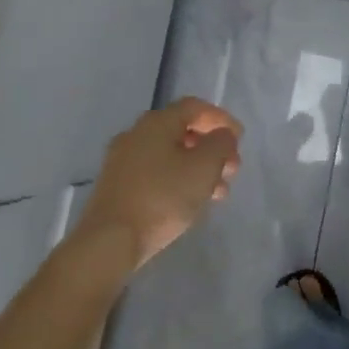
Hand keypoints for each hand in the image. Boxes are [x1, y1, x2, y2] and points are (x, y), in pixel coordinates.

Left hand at [77, 98, 242, 268]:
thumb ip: (220, 144)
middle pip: (182, 131)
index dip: (221, 119)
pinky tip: (190, 202)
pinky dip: (178, 180)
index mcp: (156, 123)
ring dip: (198, 168)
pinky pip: (156, 173)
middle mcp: (136, 134)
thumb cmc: (162, 197)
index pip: (194, 107)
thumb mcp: (203, 168)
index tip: (240, 138)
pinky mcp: (117, 186)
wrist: (109, 240)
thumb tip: (222, 135)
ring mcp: (123, 161)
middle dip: (211, 148)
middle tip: (231, 169)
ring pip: (170, 155)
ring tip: (218, 193)